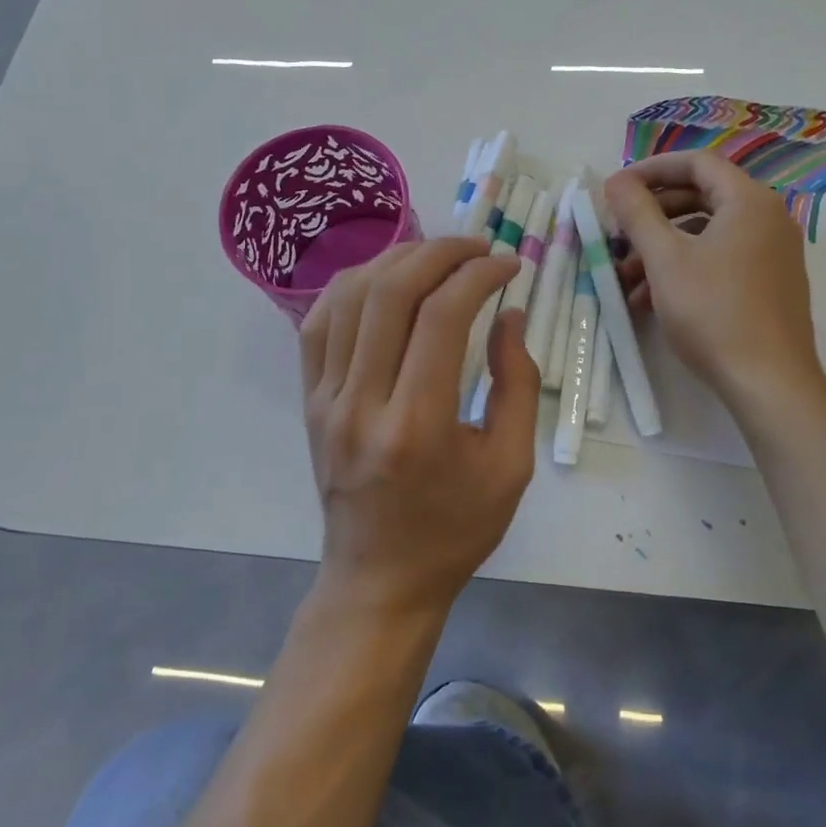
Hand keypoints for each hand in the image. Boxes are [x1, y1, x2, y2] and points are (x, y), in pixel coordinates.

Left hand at [299, 238, 539, 615]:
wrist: (379, 580)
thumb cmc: (455, 529)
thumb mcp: (511, 466)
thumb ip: (516, 384)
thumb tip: (507, 315)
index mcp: (417, 425)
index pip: (442, 317)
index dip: (478, 275)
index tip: (509, 264)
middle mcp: (361, 404)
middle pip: (391, 292)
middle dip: (439, 253)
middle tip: (476, 247)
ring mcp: (325, 400)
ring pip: (348, 297)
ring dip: (396, 260)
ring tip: (435, 255)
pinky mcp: (309, 400)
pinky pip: (319, 322)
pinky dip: (352, 286)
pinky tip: (384, 279)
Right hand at [606, 151, 821, 403]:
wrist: (769, 382)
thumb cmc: (713, 311)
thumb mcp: (665, 259)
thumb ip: (637, 212)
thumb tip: (616, 181)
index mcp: (749, 201)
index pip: (696, 163)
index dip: (651, 170)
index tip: (617, 190)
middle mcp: (768, 218)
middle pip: (701, 197)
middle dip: (653, 215)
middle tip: (619, 234)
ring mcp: (773, 252)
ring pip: (708, 233)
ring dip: (663, 247)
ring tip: (627, 277)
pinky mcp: (771, 283)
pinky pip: (722, 258)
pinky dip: (686, 268)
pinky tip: (652, 299)